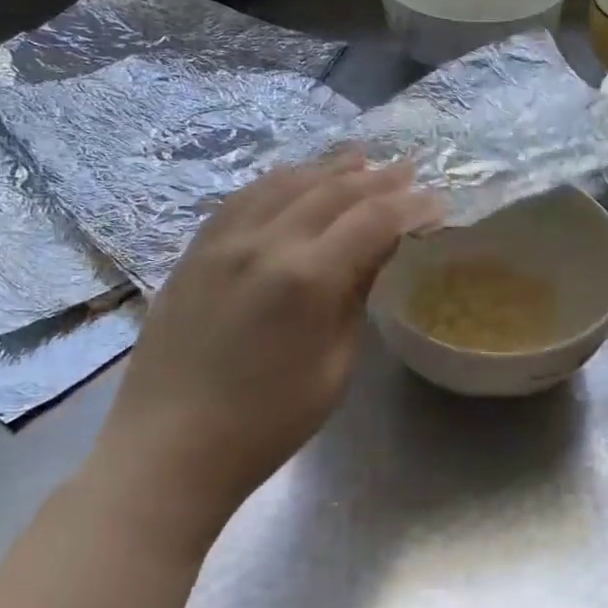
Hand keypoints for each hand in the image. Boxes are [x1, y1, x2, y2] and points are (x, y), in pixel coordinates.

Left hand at [92, 153, 441, 551]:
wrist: (169, 448)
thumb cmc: (268, 422)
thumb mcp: (335, 366)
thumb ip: (357, 294)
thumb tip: (380, 246)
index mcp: (307, 278)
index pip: (374, 220)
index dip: (411, 206)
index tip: (437, 202)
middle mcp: (265, 243)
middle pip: (333, 190)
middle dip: (377, 178)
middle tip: (408, 169)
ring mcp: (223, 240)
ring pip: (286, 182)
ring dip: (329, 168)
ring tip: (360, 159)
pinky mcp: (196, 249)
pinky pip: (244, 197)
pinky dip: (280, 180)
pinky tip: (296, 178)